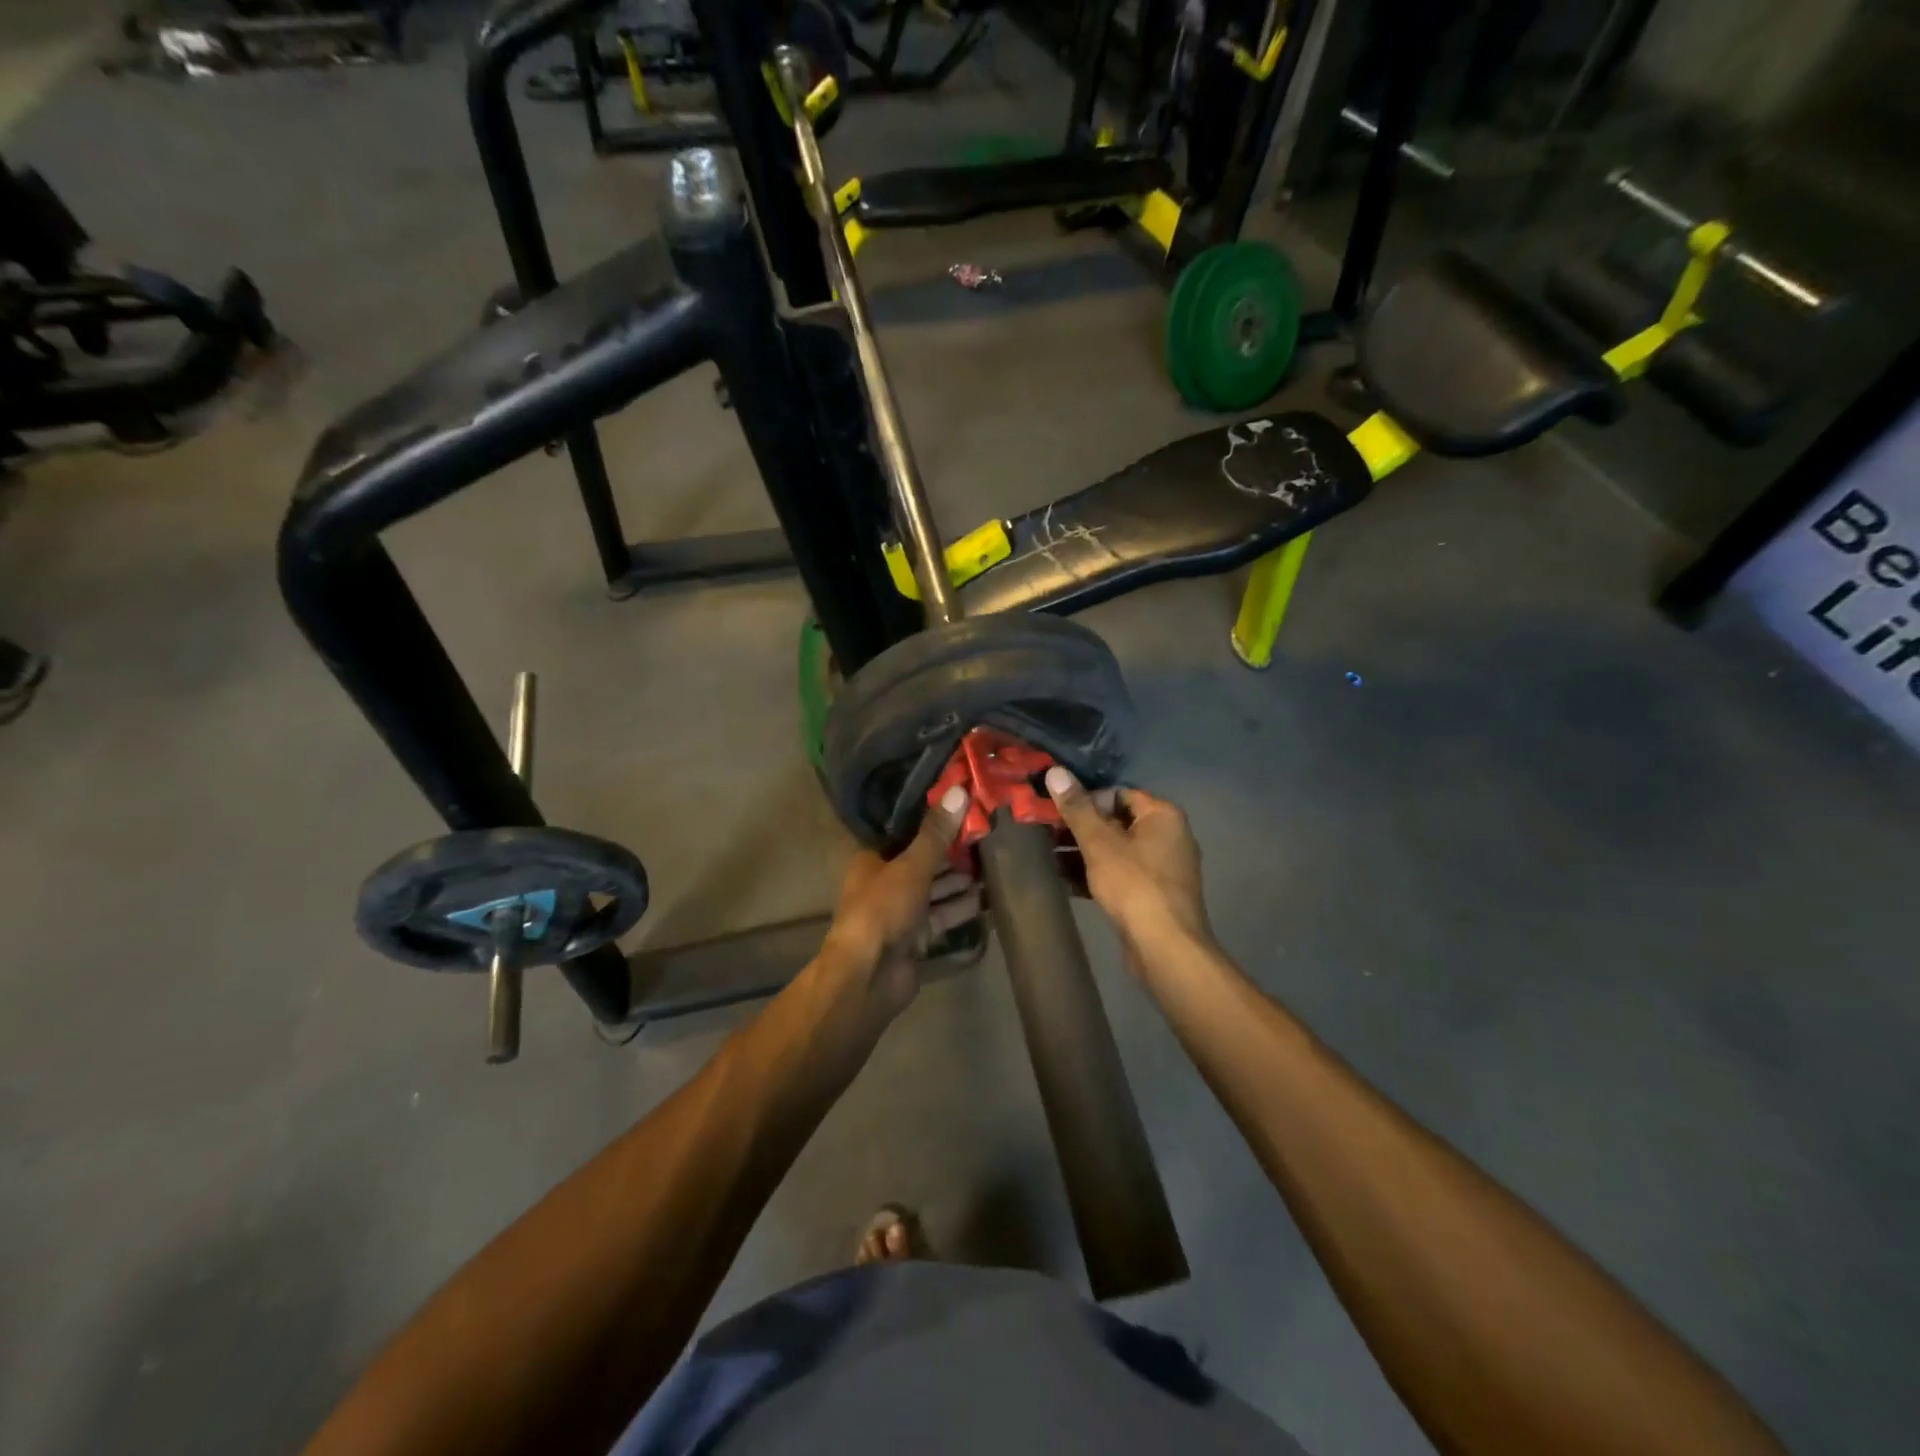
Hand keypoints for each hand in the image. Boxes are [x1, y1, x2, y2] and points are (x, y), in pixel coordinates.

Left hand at [823, 784, 981, 1019]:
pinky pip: (942, 918)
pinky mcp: (916, 939)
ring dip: (961, 881)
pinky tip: (988, 900)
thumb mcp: (911, 866)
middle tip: (989, 836)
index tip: (965, 807)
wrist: (868, 976)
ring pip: (935, 890)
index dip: (933, 821)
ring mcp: (901, 912)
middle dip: (953, 853)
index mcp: (873, 859)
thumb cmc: (882, 910)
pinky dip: (961, 909)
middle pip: (924, 862)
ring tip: (995, 866)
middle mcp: (886, 882)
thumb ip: (936, 833)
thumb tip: (959, 791)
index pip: (906, 832)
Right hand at [1045, 767, 1211, 950]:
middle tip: (1044, 832)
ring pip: (1116, 850)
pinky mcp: (1153, 894)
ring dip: (1083, 852)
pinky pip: (1120, 874)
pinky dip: (1095, 874)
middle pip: (1116, 821)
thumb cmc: (1134, 885)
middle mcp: (1168, 836)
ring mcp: (1162, 868)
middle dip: (1080, 828)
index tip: (1056, 811)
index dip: (1086, 799)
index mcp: (1162, 815)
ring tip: (1047, 855)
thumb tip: (1055, 771)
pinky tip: (1064, 881)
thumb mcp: (1099, 843)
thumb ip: (1077, 808)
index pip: (1118, 793)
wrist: (1165, 947)